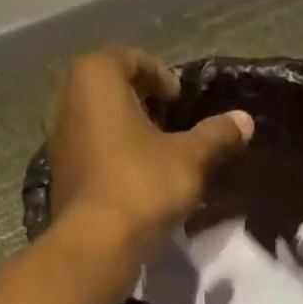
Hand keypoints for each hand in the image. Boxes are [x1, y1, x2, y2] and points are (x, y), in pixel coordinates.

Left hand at [46, 47, 253, 260]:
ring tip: (155, 152)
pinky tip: (135, 178)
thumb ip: (217, 135)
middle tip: (168, 121)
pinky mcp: (59, 174)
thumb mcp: (191, 159)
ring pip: (96, 120)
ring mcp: (57, 138)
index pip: (130, 58)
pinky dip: (111, 156)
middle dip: (139, 101)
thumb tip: (245, 120)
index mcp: (95, 77)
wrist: (97, 244)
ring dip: (124, 130)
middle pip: (108, 88)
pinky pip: (90, 151)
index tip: (180, 99)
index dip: (160, 76)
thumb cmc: (142, 186)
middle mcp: (67, 98)